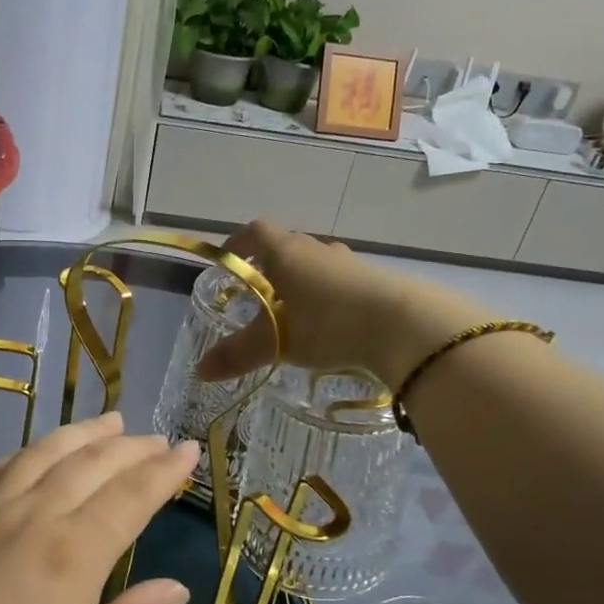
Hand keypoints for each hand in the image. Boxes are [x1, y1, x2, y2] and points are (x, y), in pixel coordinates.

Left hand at [0, 412, 197, 603]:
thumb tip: (176, 587)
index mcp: (73, 553)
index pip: (131, 496)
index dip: (164, 470)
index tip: (188, 449)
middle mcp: (31, 516)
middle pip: (90, 464)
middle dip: (130, 446)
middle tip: (155, 437)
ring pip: (41, 455)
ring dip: (80, 434)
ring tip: (107, 422)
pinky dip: (25, 454)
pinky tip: (33, 454)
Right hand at [198, 221, 494, 385]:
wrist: (404, 325)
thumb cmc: (328, 323)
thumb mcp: (276, 341)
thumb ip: (237, 354)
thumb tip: (199, 371)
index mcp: (287, 252)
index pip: (255, 232)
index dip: (238, 243)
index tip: (227, 261)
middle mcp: (317, 249)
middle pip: (285, 247)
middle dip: (267, 268)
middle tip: (256, 296)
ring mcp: (349, 263)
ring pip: (315, 265)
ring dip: (299, 283)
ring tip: (292, 314)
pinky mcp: (374, 281)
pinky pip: (339, 282)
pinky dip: (326, 297)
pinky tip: (328, 325)